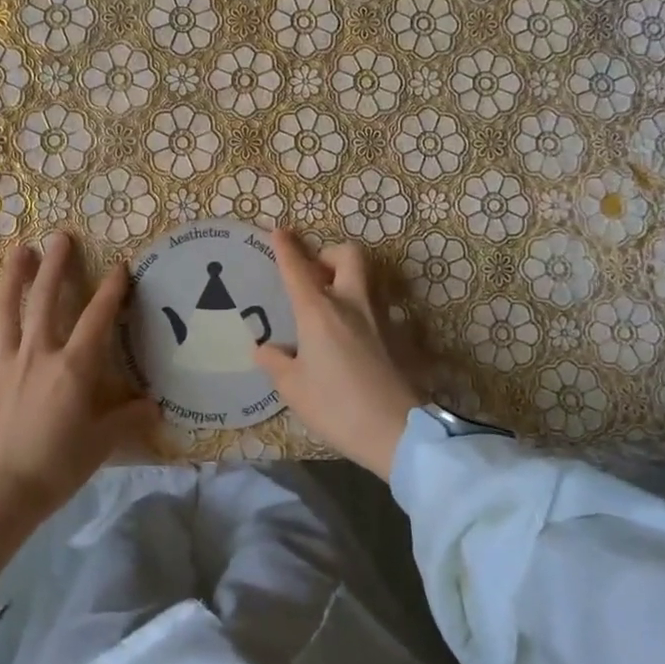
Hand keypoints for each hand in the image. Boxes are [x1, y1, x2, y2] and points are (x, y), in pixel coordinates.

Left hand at [0, 231, 159, 526]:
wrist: (1, 492)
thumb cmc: (58, 467)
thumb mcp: (103, 444)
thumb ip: (129, 419)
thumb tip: (155, 406)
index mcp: (73, 367)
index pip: (98, 318)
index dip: (112, 289)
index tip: (120, 266)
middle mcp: (38, 353)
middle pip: (46, 299)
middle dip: (55, 265)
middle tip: (60, 237)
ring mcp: (1, 362)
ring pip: (6, 309)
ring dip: (13, 276)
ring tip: (20, 250)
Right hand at [253, 230, 420, 479]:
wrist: (399, 431)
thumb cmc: (337, 406)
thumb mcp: (293, 388)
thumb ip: (275, 362)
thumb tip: (265, 348)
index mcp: (319, 311)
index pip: (297, 269)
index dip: (286, 248)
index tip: (279, 231)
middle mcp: (351, 304)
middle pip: (348, 255)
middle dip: (329, 255)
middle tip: (315, 276)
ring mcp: (381, 318)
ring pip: (366, 279)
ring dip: (347, 280)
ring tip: (330, 306)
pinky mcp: (398, 336)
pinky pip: (376, 308)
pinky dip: (360, 311)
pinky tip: (351, 338)